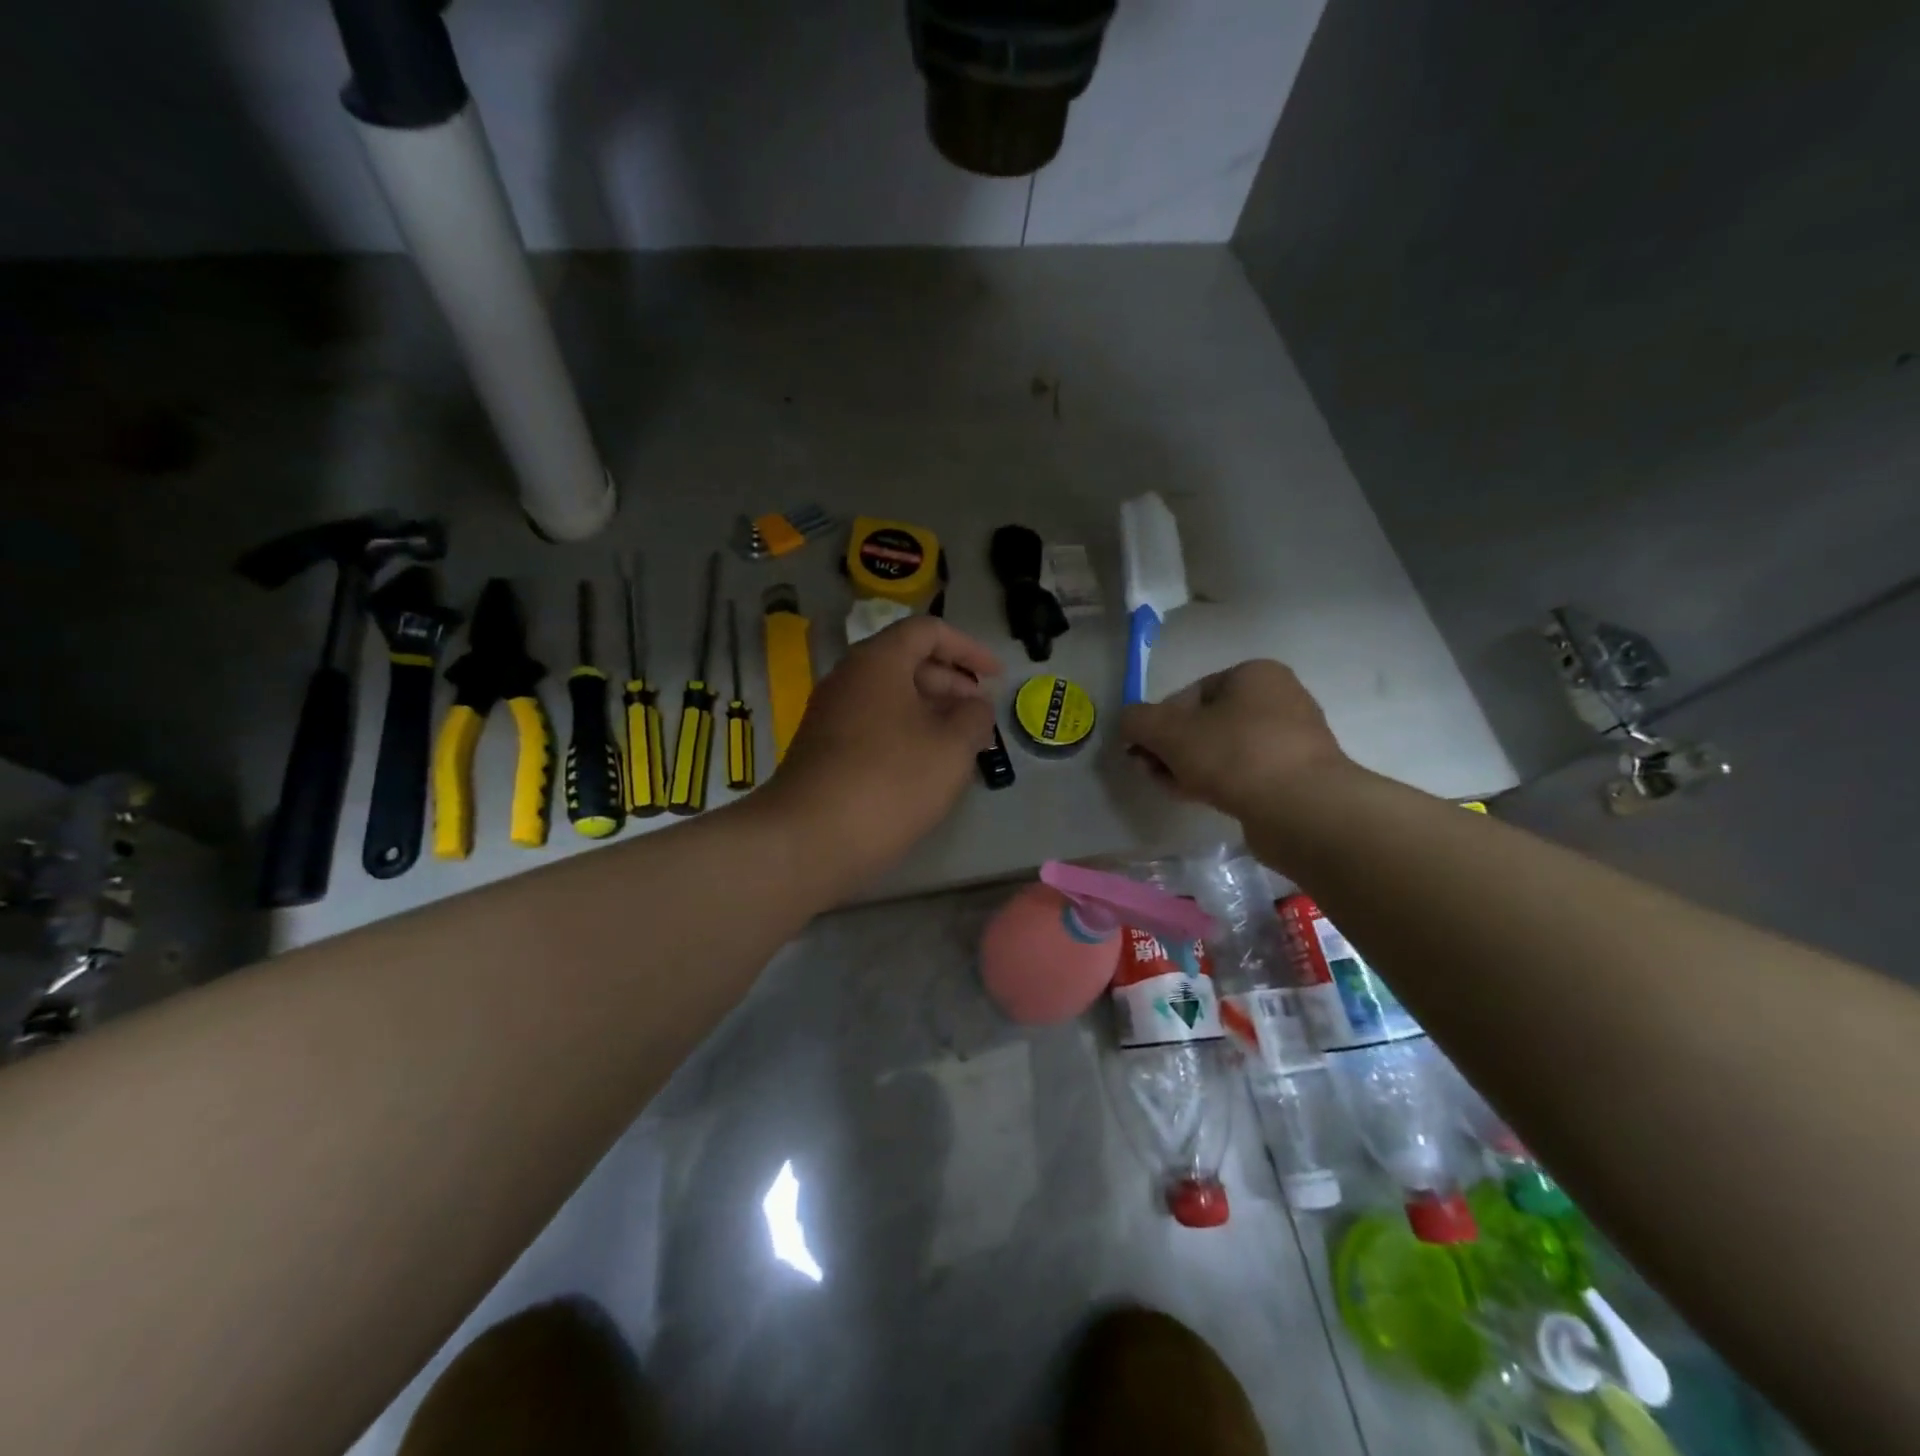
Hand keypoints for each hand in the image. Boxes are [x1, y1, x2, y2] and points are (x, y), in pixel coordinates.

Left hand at [762, 616, 1000, 885]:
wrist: (809, 839)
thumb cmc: (890, 782)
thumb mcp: (952, 748)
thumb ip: (974, 717)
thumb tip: (975, 705)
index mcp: (878, 662)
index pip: (927, 631)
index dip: (968, 647)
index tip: (995, 676)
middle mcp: (848, 678)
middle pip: (906, 662)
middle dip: (950, 683)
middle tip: (980, 714)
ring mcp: (830, 715)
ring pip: (889, 697)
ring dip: (929, 712)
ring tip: (960, 743)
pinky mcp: (823, 749)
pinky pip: (873, 725)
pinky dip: (905, 733)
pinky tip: (924, 766)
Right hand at [1119, 660, 1354, 824]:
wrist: (1302, 808)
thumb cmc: (1234, 754)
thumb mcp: (1168, 732)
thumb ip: (1137, 721)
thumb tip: (1127, 722)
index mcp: (1253, 674)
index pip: (1189, 693)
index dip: (1158, 722)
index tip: (1143, 751)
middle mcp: (1279, 698)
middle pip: (1205, 723)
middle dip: (1172, 748)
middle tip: (1152, 772)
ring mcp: (1292, 739)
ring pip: (1223, 750)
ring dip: (1191, 767)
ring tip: (1173, 789)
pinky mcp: (1297, 775)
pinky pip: (1246, 773)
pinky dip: (1219, 782)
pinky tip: (1201, 799)